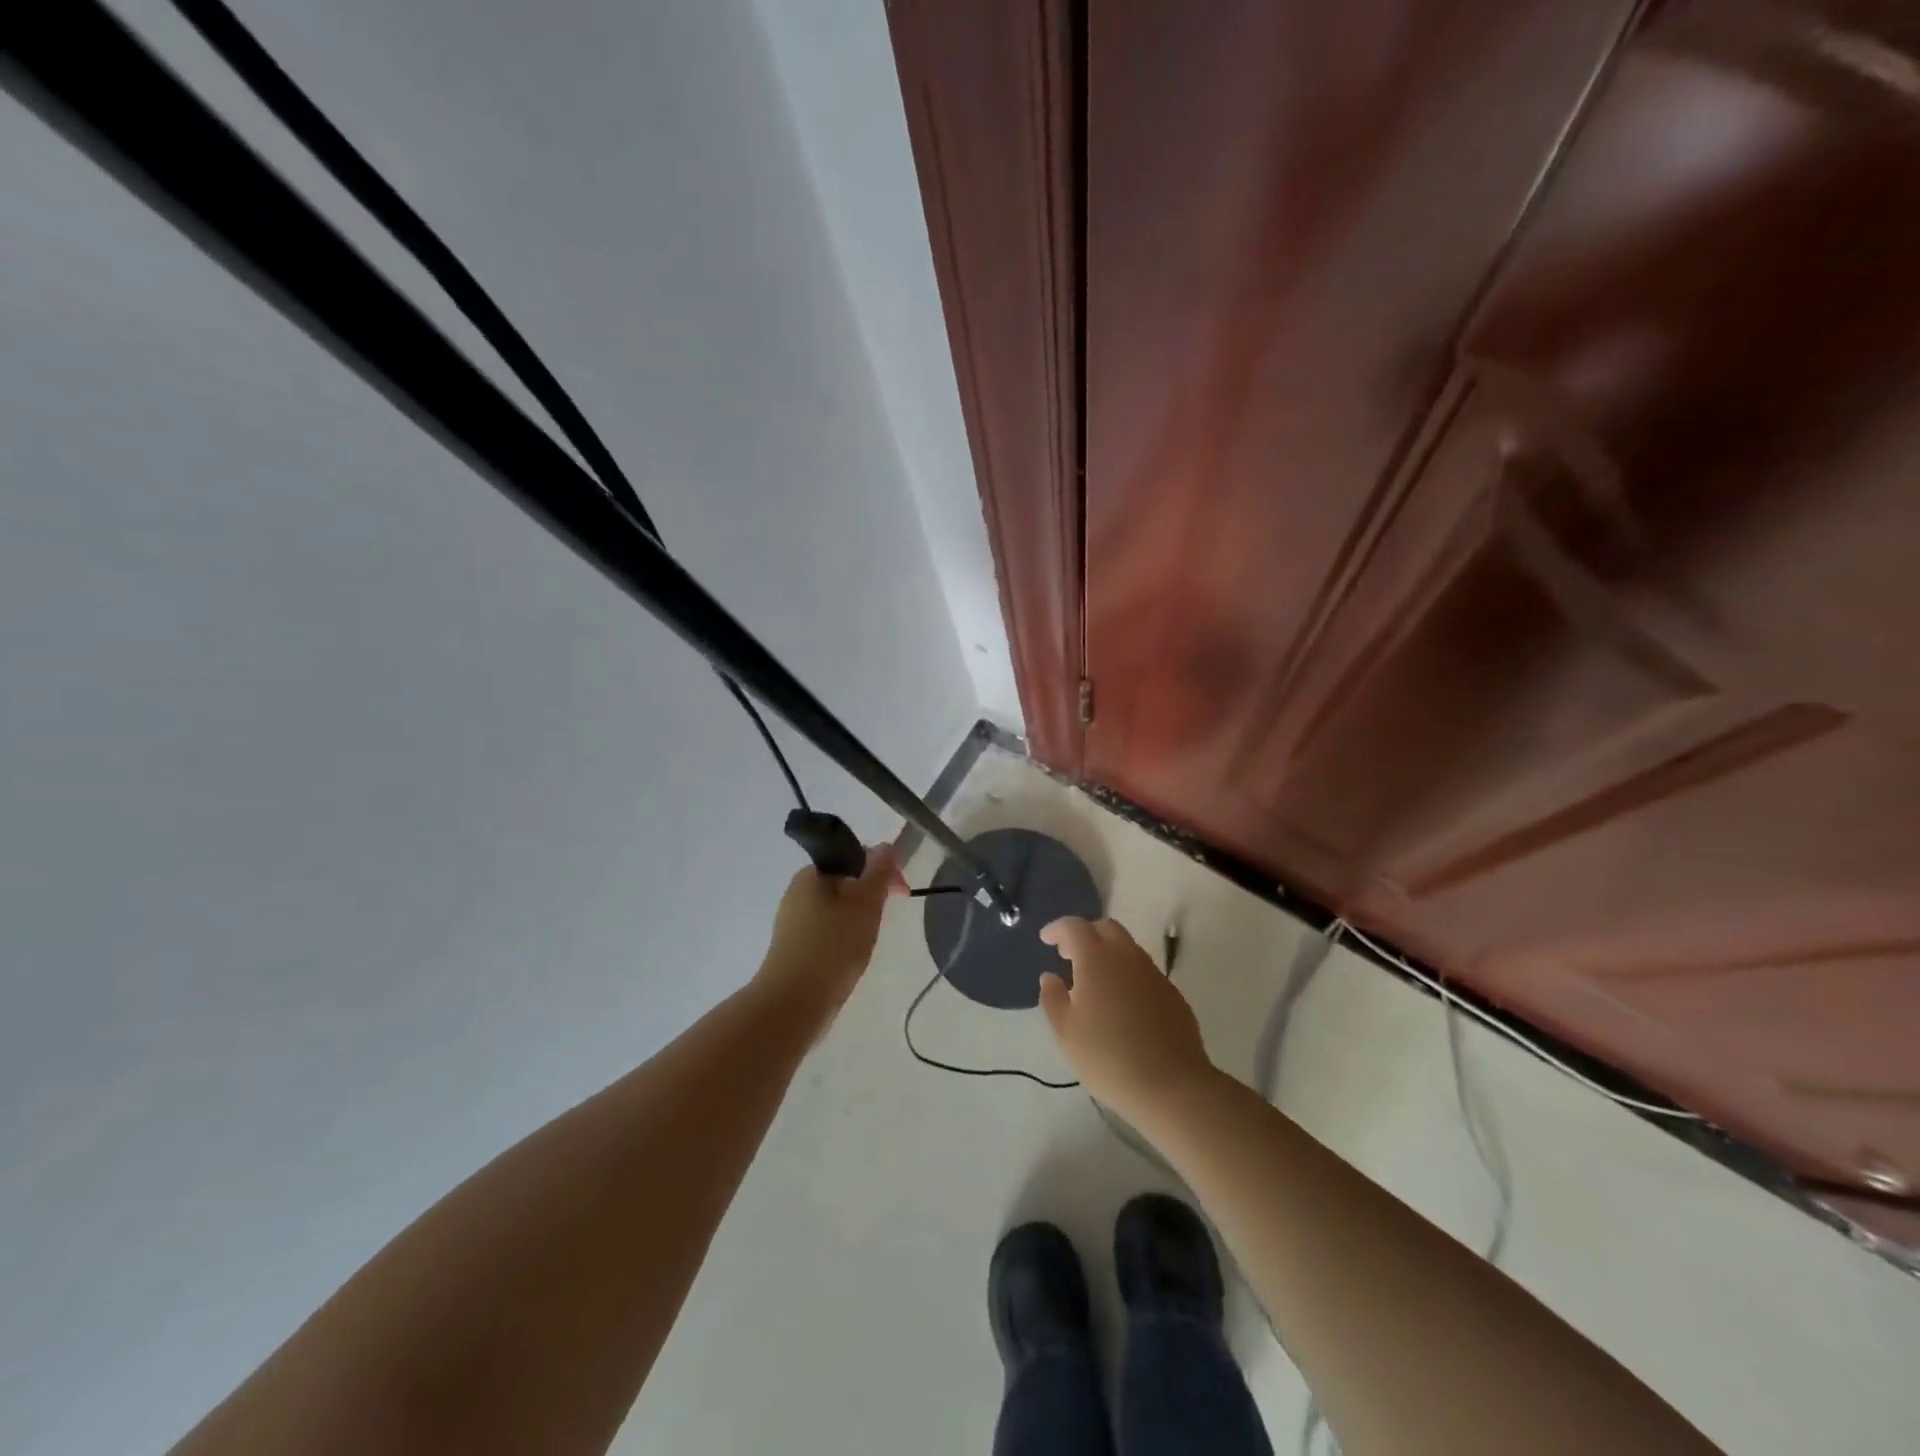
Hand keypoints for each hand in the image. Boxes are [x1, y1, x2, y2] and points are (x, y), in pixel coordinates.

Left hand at [755, 845, 906, 1025]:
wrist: (793, 1003)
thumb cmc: (833, 946)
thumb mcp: (865, 903)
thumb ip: (878, 873)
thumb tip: (885, 845)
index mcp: (811, 874)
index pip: (854, 858)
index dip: (882, 871)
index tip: (901, 893)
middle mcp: (797, 893)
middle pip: (845, 884)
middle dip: (870, 899)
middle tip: (882, 922)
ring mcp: (792, 923)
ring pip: (836, 911)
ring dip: (857, 921)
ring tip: (866, 944)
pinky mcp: (793, 949)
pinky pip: (826, 934)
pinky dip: (843, 940)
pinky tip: (849, 959)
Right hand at [1038, 917, 1214, 1120]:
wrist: (1172, 1085)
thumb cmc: (1108, 1057)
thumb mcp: (1066, 1032)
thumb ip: (1053, 998)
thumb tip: (1050, 977)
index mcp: (1096, 959)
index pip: (1074, 927)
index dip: (1058, 929)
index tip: (1046, 939)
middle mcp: (1127, 956)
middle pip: (1105, 928)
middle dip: (1085, 934)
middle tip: (1068, 954)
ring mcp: (1153, 973)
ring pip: (1127, 948)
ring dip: (1107, 953)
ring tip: (1093, 980)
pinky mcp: (1172, 993)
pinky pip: (1143, 971)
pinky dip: (1126, 973)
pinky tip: (1121, 1002)